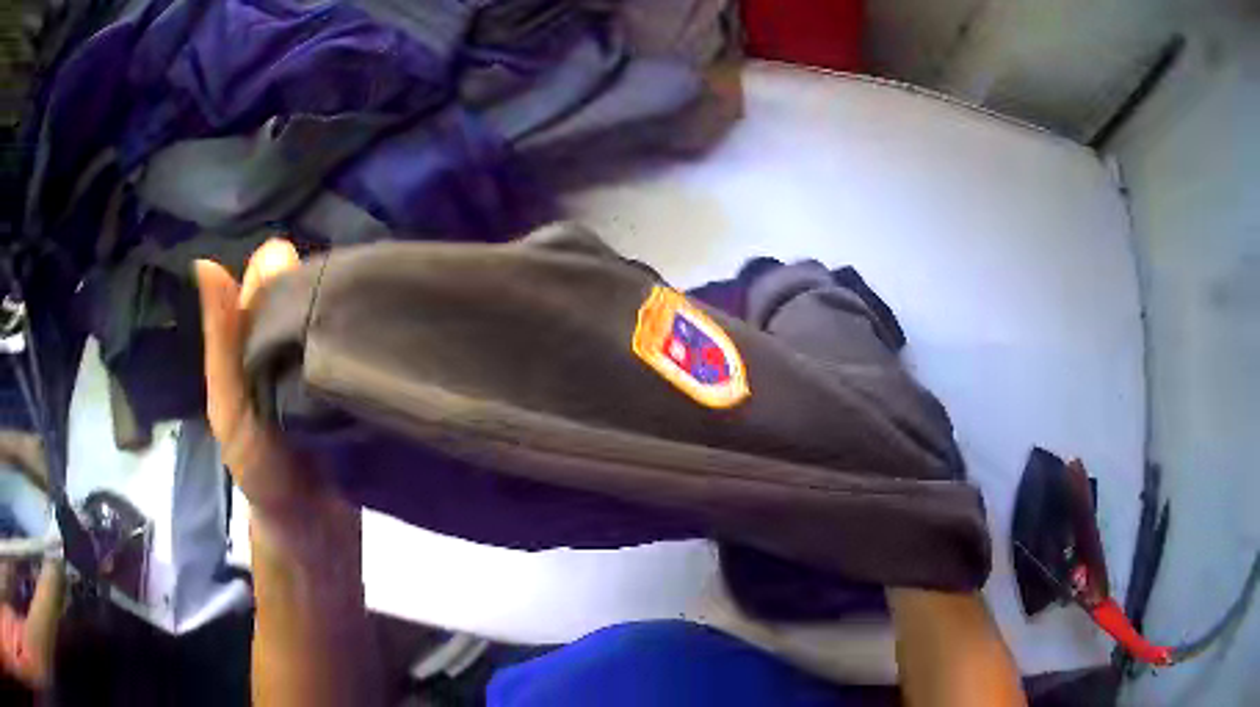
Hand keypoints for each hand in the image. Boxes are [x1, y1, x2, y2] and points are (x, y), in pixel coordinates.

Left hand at [196, 239, 374, 706]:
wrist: (317, 529)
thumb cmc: (264, 473)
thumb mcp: (231, 406)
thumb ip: (221, 342)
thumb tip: (205, 261)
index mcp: (254, 333)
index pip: (274, 271)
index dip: (291, 266)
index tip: (317, 275)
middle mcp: (291, 335)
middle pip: (313, 282)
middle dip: (331, 281)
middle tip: (358, 298)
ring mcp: (327, 355)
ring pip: (342, 306)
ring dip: (358, 303)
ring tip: (385, 306)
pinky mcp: (360, 377)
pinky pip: (366, 338)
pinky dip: (376, 329)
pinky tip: (395, 325)